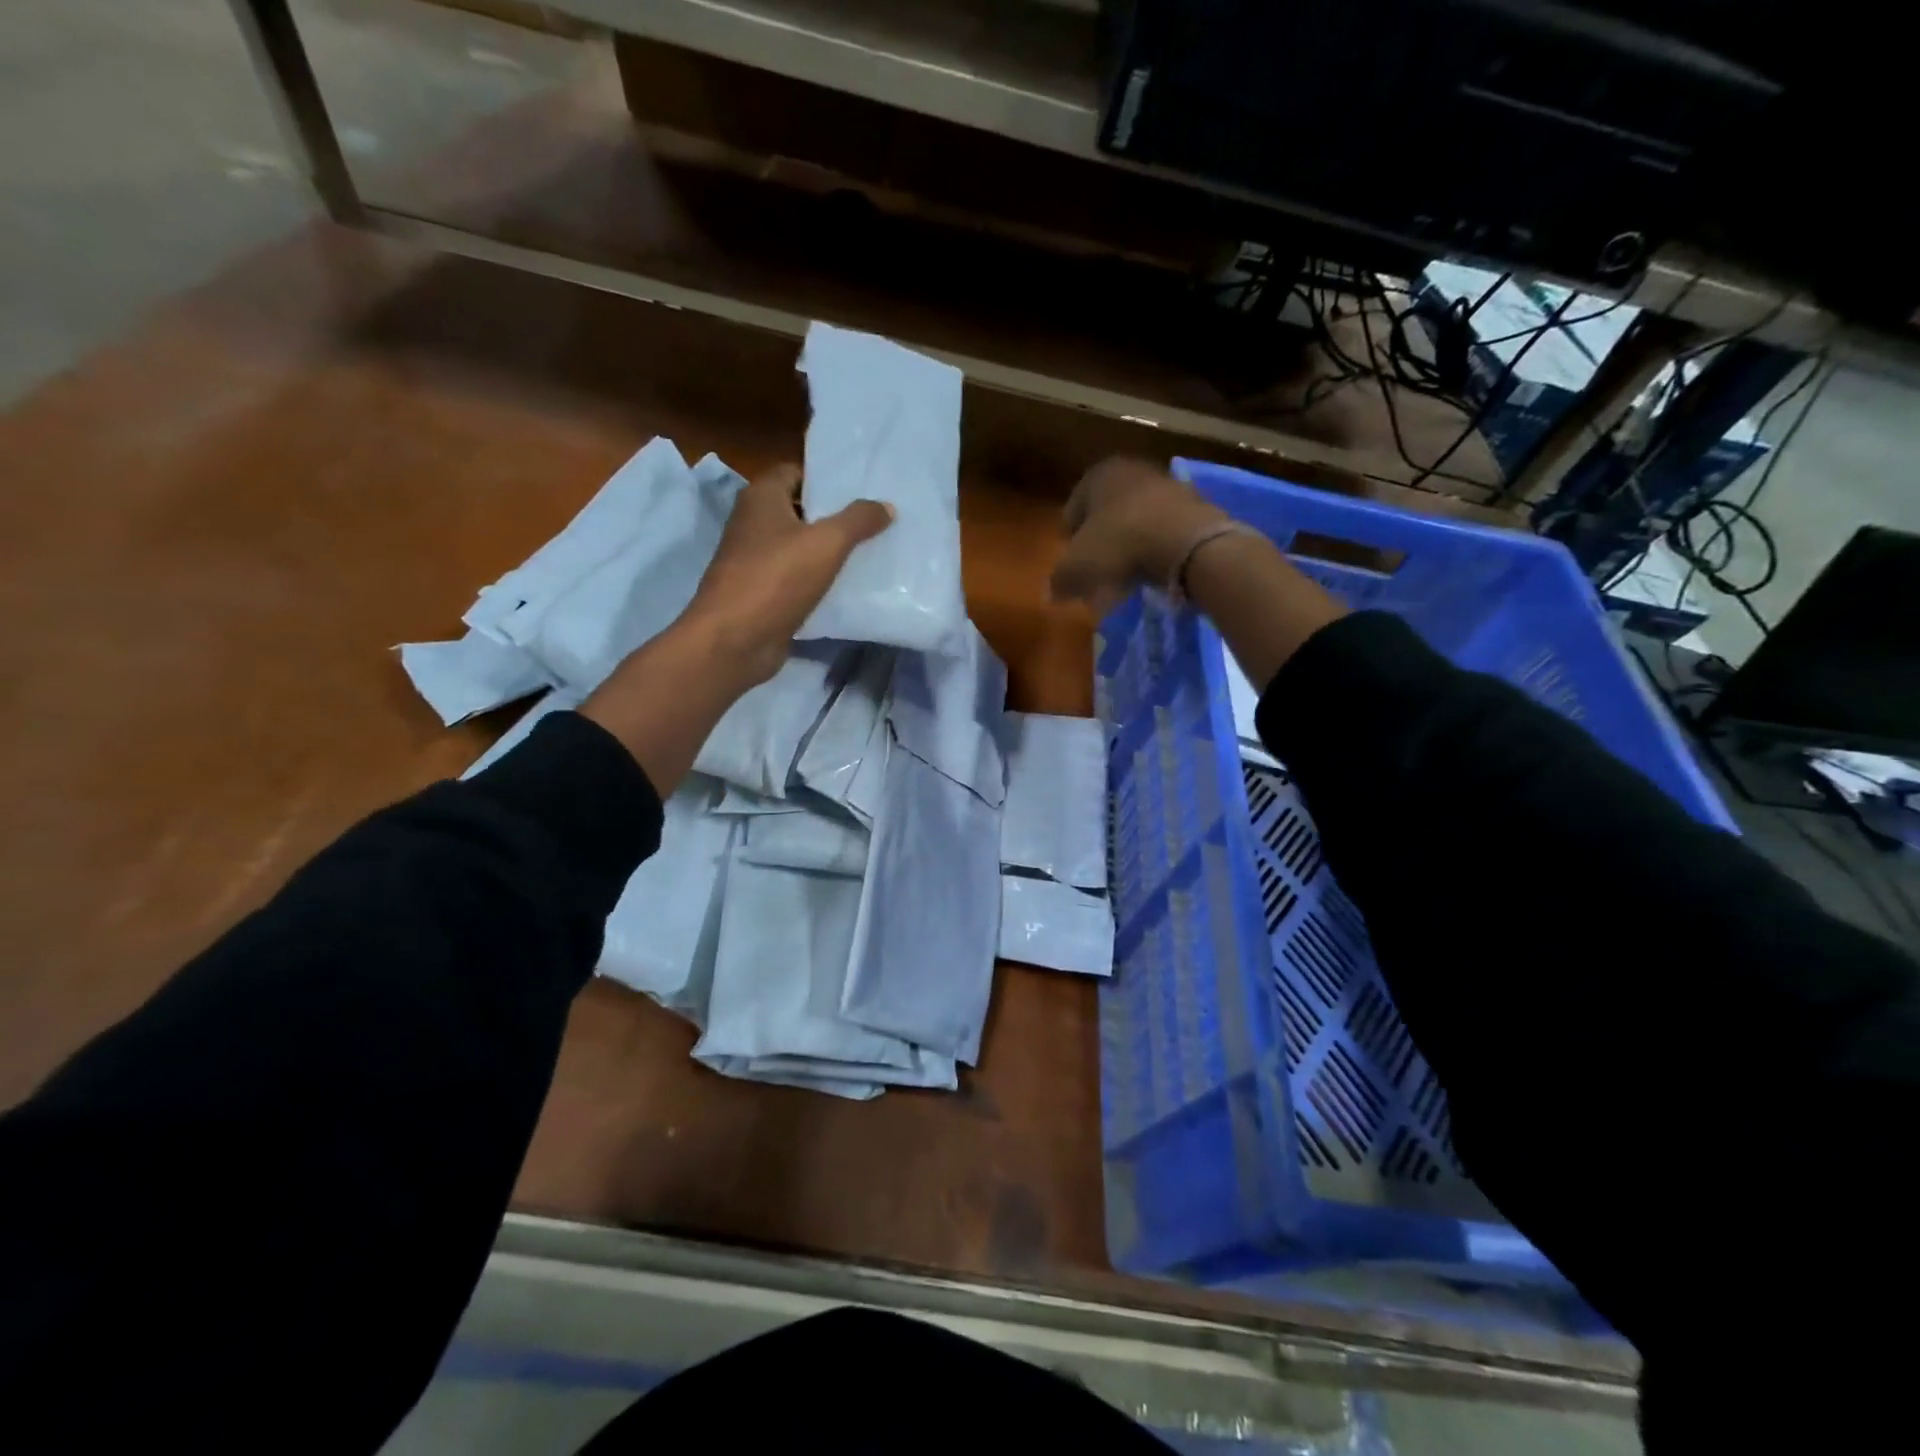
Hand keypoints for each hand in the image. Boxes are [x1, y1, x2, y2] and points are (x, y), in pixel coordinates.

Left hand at [684, 463, 893, 686]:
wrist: (734, 640)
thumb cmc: (776, 579)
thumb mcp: (826, 543)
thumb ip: (858, 520)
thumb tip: (886, 506)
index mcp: (761, 497)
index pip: (796, 471)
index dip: (827, 478)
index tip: (862, 489)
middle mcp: (754, 523)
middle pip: (800, 510)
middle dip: (834, 515)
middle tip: (875, 520)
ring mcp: (755, 560)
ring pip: (800, 546)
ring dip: (829, 550)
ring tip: (870, 550)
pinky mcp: (762, 593)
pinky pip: (797, 578)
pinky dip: (819, 580)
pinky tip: (849, 585)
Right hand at [1049, 457, 1230, 618]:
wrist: (1187, 542)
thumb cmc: (1120, 544)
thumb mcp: (1077, 567)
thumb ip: (1059, 580)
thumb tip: (1051, 594)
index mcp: (1098, 475)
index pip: (1072, 510)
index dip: (1070, 541)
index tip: (1073, 565)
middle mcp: (1132, 470)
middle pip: (1106, 513)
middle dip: (1100, 543)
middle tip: (1097, 573)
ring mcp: (1167, 485)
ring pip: (1136, 521)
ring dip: (1128, 546)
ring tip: (1126, 576)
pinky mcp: (1194, 505)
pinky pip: (1163, 530)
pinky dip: (1155, 548)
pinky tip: (1153, 571)